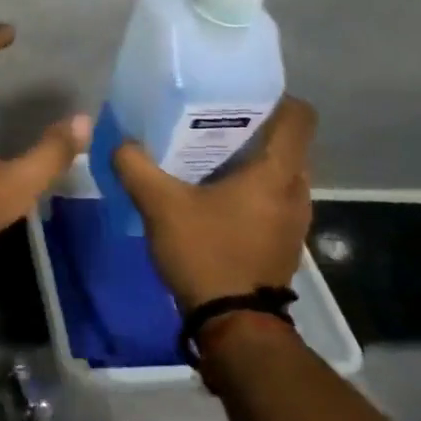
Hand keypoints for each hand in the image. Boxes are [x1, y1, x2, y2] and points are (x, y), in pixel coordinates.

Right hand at [111, 98, 316, 311]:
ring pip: (277, 173)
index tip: (238, 95)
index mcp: (276, 173)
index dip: (275, 98)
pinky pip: (272, 199)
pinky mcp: (284, 241)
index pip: (299, 117)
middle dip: (251, 129)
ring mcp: (294, 219)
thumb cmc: (206, 252)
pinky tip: (211, 197)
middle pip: (285, 143)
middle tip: (209, 123)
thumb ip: (136, 166)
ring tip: (206, 158)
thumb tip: (120, 142)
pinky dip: (249, 190)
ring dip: (249, 163)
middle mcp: (296, 191)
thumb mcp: (160, 204)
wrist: (234, 325)